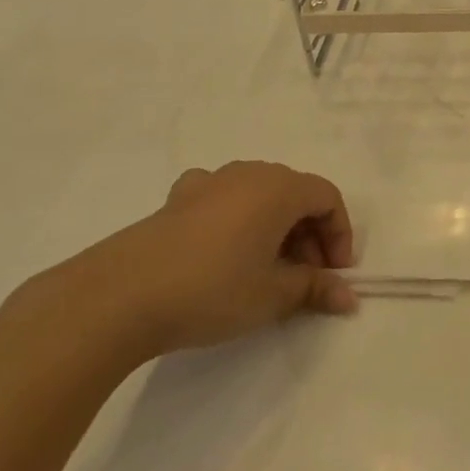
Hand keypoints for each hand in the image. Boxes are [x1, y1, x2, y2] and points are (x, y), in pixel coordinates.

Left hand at [55, 160, 359, 361]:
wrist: (120, 296)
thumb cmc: (213, 289)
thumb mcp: (274, 295)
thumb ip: (316, 289)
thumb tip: (348, 297)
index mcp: (278, 188)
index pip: (327, 197)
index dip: (339, 234)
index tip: (334, 274)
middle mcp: (247, 174)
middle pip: (295, 193)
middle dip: (309, 234)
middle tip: (305, 277)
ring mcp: (208, 182)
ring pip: (258, 195)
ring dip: (275, 228)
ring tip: (266, 270)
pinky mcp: (176, 200)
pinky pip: (221, 199)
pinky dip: (235, 220)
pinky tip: (223, 250)